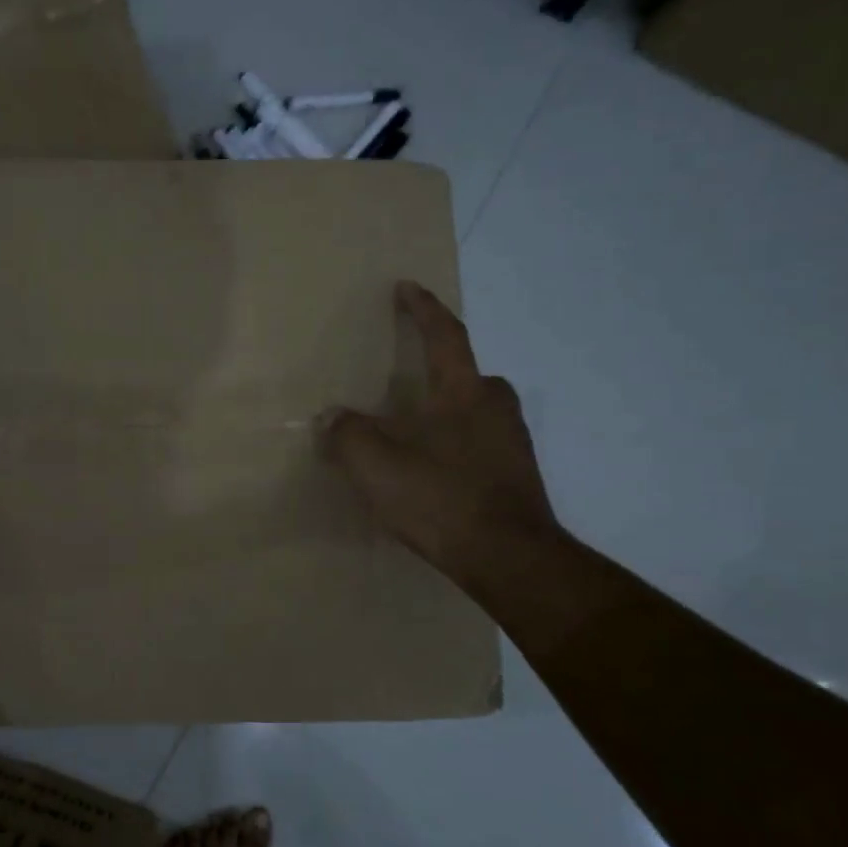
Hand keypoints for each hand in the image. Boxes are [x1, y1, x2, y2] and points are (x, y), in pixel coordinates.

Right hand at [319, 281, 560, 594]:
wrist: (510, 559)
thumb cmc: (440, 498)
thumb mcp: (376, 465)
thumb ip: (347, 434)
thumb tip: (330, 417)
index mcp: (464, 391)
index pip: (444, 335)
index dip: (423, 308)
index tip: (406, 287)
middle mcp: (496, 408)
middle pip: (467, 375)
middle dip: (439, 371)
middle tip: (408, 382)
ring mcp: (512, 444)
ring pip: (474, 414)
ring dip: (446, 414)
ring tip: (414, 433)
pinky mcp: (517, 477)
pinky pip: (480, 446)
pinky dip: (455, 447)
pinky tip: (434, 473)